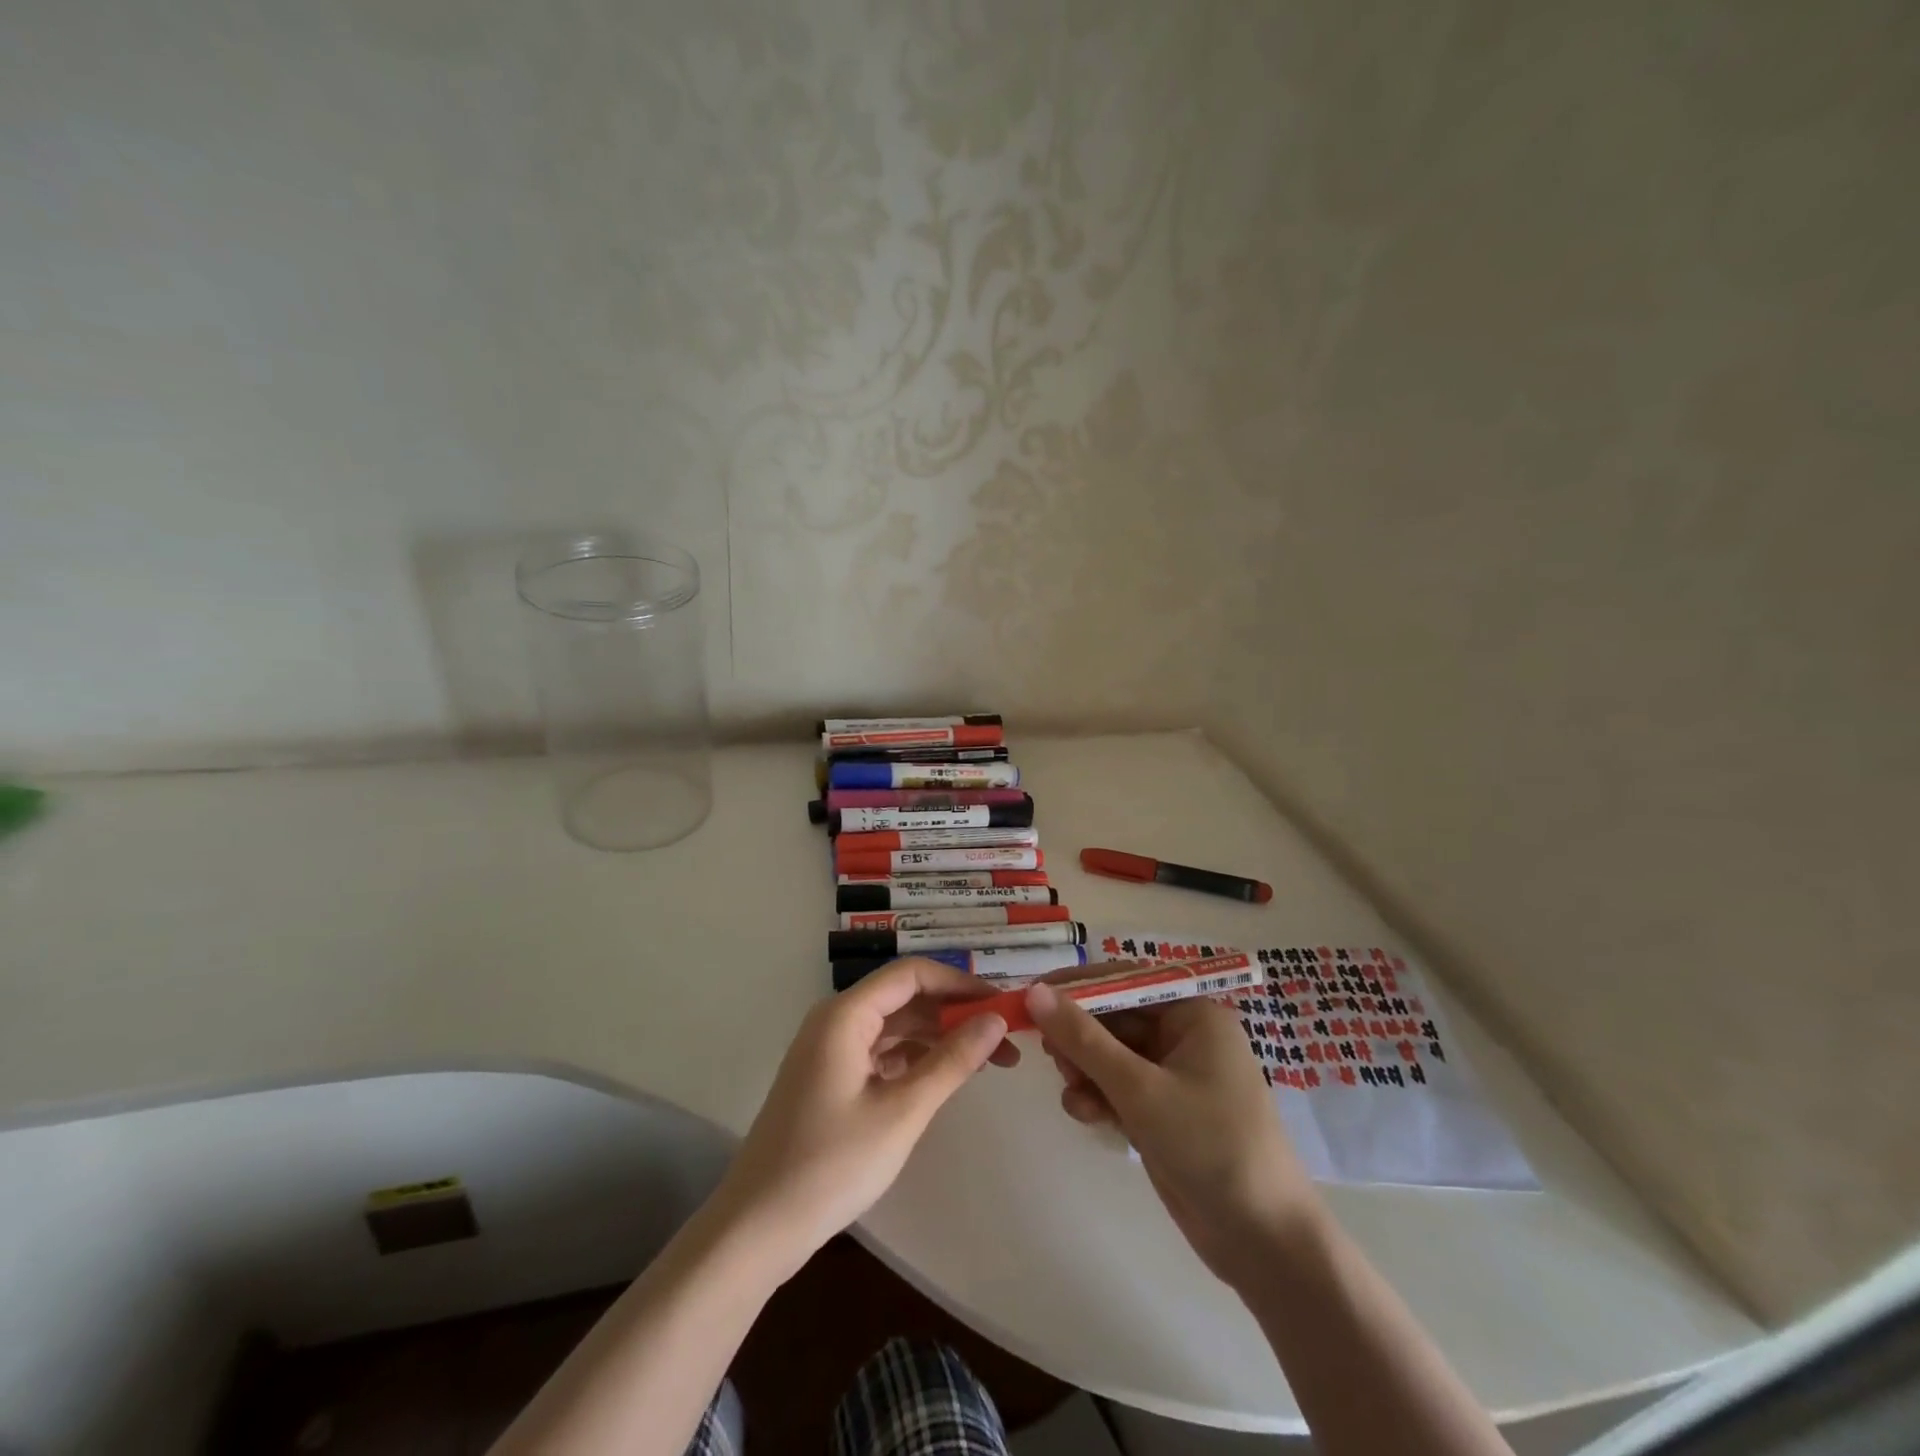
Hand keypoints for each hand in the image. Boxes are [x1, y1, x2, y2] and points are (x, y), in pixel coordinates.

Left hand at [713, 958, 1015, 1275]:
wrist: (757, 1228)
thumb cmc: (830, 1165)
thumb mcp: (902, 1112)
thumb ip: (952, 1060)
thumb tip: (996, 1019)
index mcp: (846, 1014)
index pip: (912, 974)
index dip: (960, 984)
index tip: (1003, 1005)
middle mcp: (836, 1020)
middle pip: (905, 998)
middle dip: (955, 1014)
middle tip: (1005, 1042)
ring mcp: (831, 1050)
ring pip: (896, 1027)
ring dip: (939, 1038)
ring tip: (988, 1062)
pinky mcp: (831, 1078)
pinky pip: (882, 1052)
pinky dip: (915, 1060)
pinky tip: (945, 1079)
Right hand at [1025, 978, 1321, 1289]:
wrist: (1264, 1244)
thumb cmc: (1209, 1146)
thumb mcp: (1139, 1089)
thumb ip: (1083, 1039)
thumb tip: (1035, 991)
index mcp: (1194, 1015)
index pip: (1126, 980)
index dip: (1078, 985)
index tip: (1033, 995)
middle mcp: (1186, 1037)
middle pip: (1116, 1018)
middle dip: (1080, 1036)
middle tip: (1047, 1052)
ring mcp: (1176, 1077)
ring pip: (1113, 1055)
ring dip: (1086, 1069)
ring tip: (1071, 1089)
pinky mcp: (1165, 1113)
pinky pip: (1121, 1088)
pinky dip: (1100, 1096)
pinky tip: (1085, 1114)